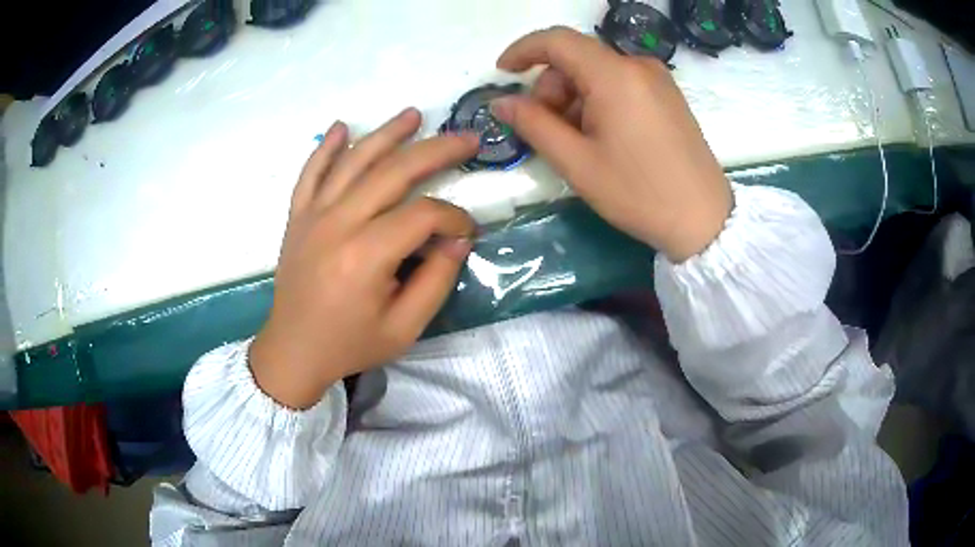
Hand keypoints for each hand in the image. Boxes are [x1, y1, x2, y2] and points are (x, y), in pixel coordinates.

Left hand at [249, 109, 479, 408]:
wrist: (294, 350)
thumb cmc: (350, 344)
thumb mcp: (405, 327)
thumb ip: (437, 280)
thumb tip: (457, 238)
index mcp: (366, 255)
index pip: (423, 215)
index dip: (454, 217)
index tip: (466, 232)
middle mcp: (338, 223)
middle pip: (393, 171)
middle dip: (437, 151)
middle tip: (468, 138)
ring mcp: (312, 215)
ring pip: (353, 161)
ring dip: (386, 134)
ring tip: (414, 114)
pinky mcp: (297, 216)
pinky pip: (310, 173)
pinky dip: (325, 148)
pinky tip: (341, 127)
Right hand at [492, 27, 731, 261]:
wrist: (704, 220)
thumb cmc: (638, 193)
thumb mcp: (576, 163)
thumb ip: (533, 124)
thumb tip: (500, 102)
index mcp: (614, 75)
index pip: (557, 40)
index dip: (523, 50)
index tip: (503, 73)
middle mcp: (638, 65)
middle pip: (577, 58)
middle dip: (552, 87)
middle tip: (548, 130)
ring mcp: (658, 79)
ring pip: (598, 72)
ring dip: (575, 97)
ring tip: (579, 142)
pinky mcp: (668, 94)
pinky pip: (620, 83)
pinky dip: (599, 100)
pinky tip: (603, 136)